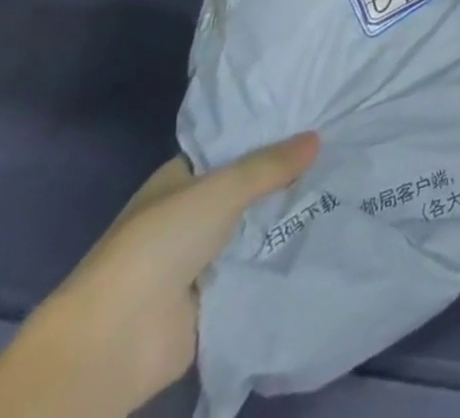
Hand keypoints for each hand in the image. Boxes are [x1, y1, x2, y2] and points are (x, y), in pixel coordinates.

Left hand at [0, 133, 318, 417]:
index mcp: (180, 180)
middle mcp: (189, 215)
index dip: (269, 135)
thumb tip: (317, 137)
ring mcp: (200, 259)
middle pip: (248, 188)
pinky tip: (323, 236)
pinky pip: (256, 267)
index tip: (314, 118)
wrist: (116, 339)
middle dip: (287, 176)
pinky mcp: (213, 297)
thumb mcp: (223, 188)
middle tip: (340, 150)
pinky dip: (281, 256)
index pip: (232, 148)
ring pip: (255, 228)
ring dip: (287, 218)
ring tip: (343, 189)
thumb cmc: (161, 243)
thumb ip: (271, 164)